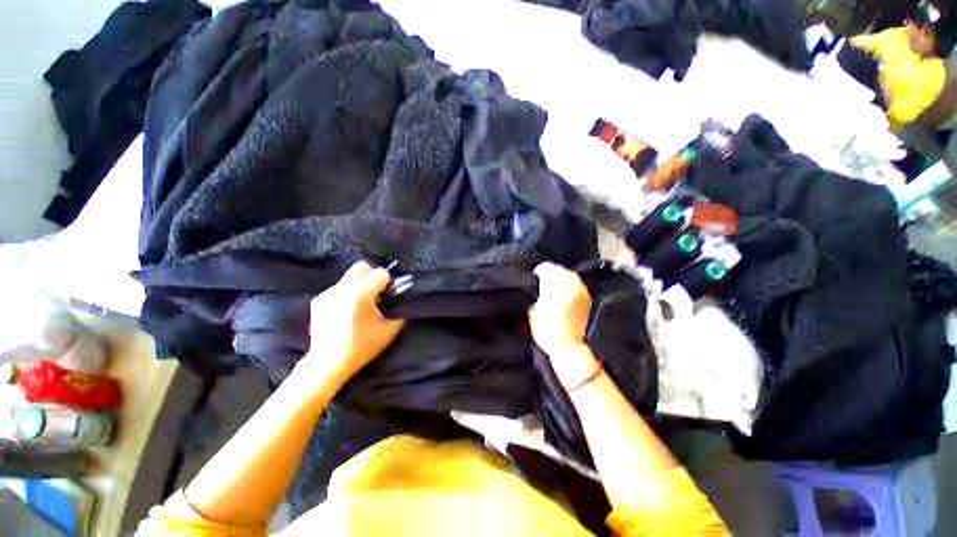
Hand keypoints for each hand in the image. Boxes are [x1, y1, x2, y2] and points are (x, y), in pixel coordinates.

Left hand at [301, 261, 404, 384]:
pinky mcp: (318, 300)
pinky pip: (339, 289)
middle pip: (361, 267)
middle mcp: (342, 288)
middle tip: (376, 293)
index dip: (388, 282)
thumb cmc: (361, 347)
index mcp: (360, 294)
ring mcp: (327, 293)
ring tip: (360, 306)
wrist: (328, 364)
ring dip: (359, 286)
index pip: (380, 273)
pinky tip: (346, 312)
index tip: (388, 295)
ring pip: (349, 278)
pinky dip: (347, 294)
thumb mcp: (389, 330)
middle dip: (372, 276)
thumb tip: (400, 299)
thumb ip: (398, 311)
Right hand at [529, 263, 598, 387]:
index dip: (538, 274)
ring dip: (561, 280)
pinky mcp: (587, 296)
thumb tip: (535, 285)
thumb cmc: (545, 327)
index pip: (545, 267)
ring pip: (569, 275)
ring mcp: (581, 288)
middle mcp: (570, 281)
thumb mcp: (531, 307)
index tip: (534, 281)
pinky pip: (577, 284)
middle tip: (544, 285)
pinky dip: (570, 286)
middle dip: (550, 275)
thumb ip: (533, 291)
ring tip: (555, 290)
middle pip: (558, 269)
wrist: (568, 345)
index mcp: (555, 281)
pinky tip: (565, 296)